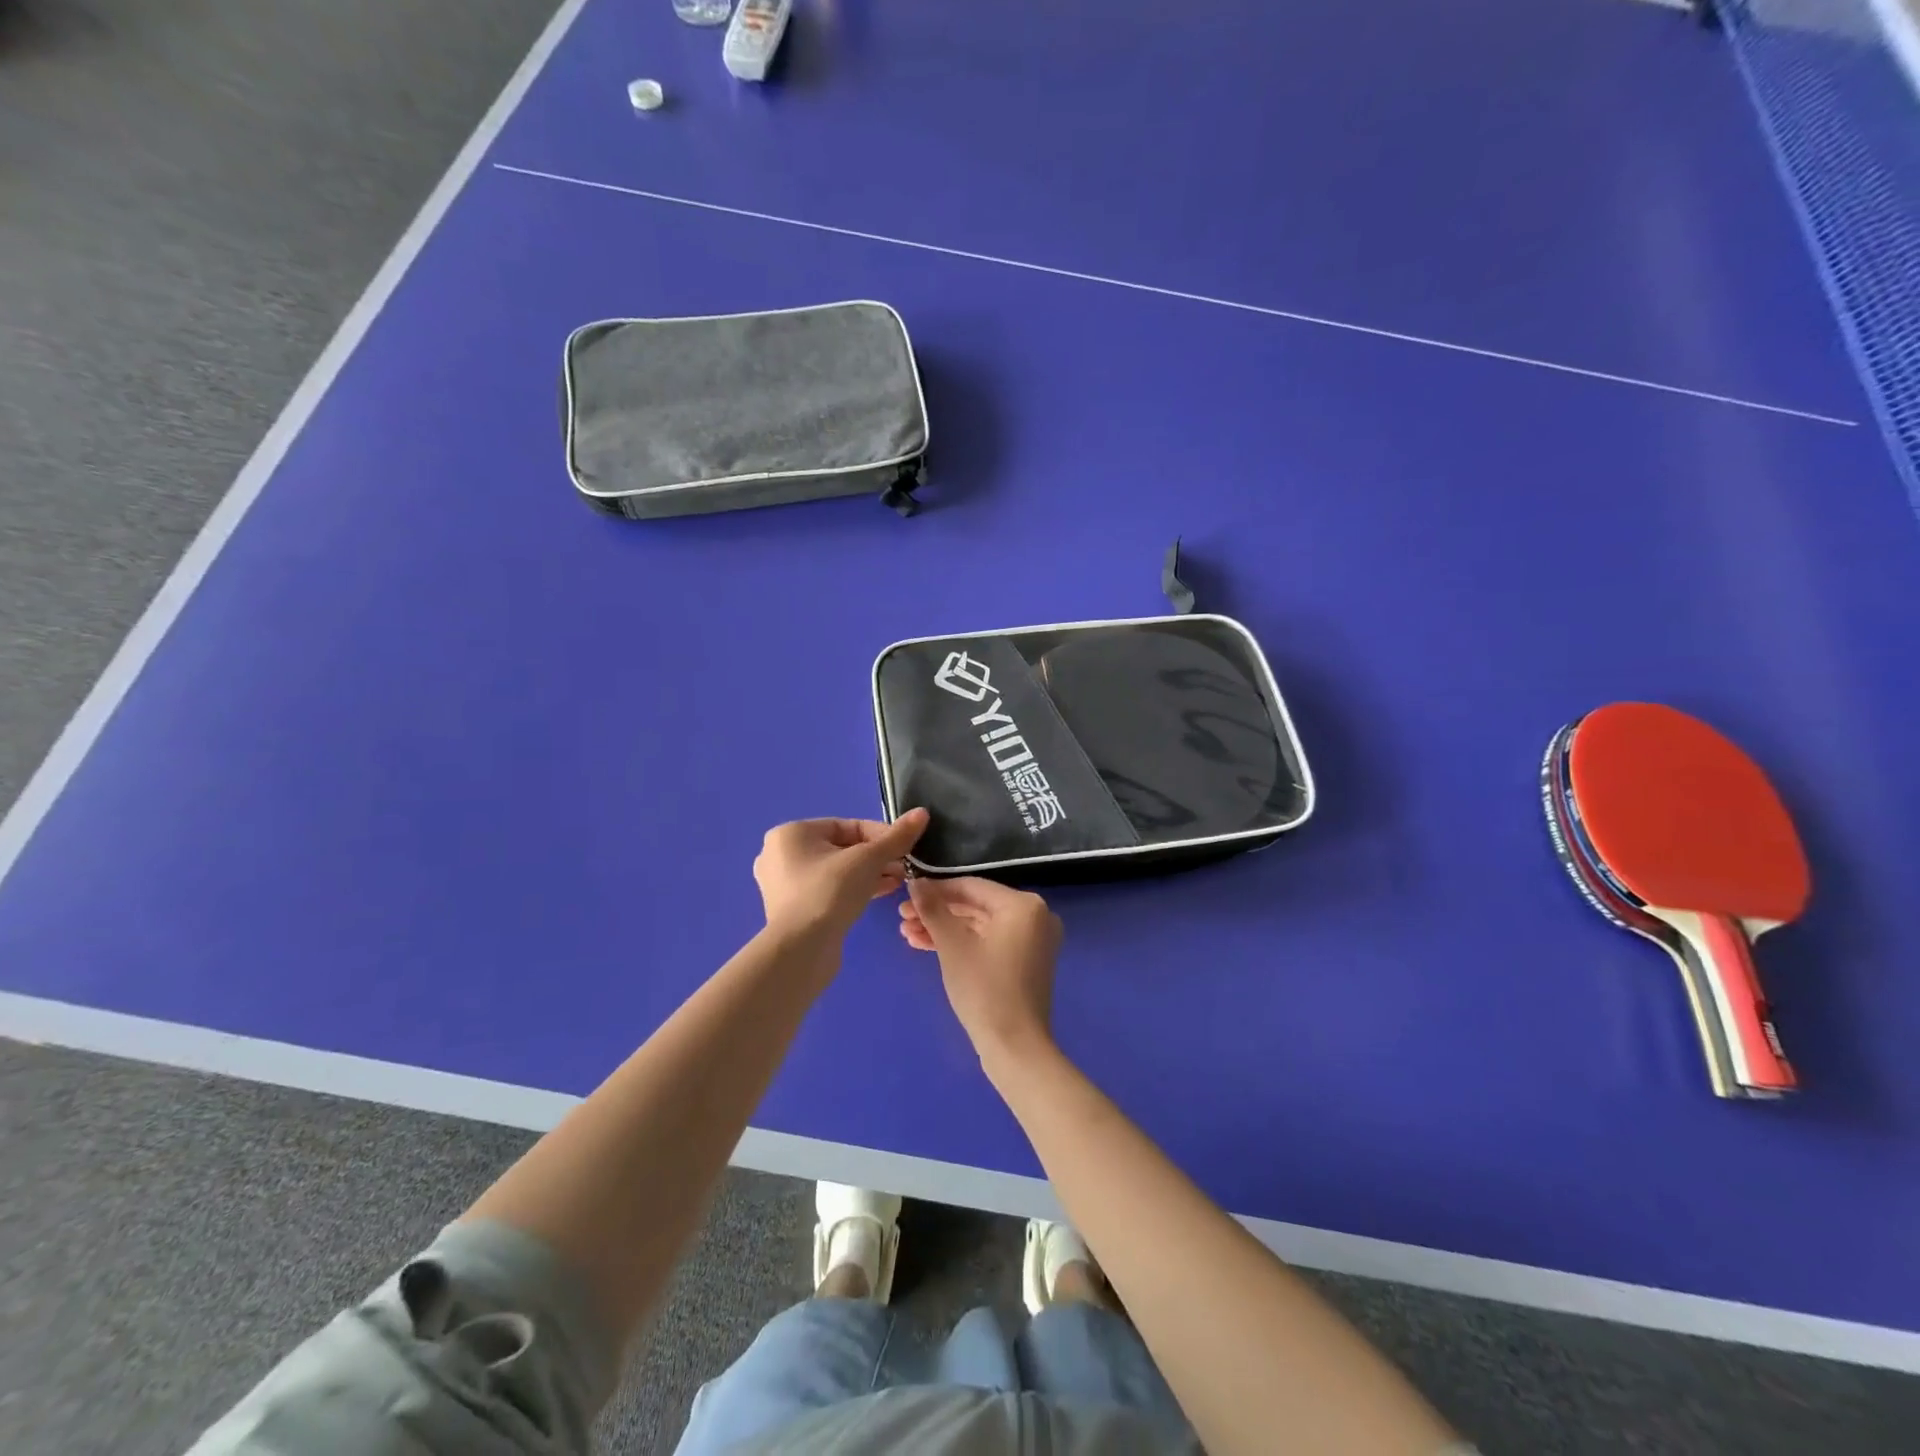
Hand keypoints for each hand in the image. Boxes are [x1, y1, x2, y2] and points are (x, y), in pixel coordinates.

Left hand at [754, 809, 929, 939]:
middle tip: (904, 866)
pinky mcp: (794, 910)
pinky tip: (882, 893)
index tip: (905, 846)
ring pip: (837, 871)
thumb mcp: (868, 859)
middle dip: (877, 856)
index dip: (880, 834)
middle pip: (841, 848)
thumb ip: (896, 837)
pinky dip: (854, 889)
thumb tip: (921, 813)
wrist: (801, 951)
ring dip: (869, 873)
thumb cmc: (829, 892)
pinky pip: (829, 890)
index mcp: (792, 833)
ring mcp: (785, 885)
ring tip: (899, 881)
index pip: (846, 825)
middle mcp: (781, 855)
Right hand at [901, 877, 1061, 1060]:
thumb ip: (932, 908)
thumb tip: (915, 882)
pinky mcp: (1024, 962)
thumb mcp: (952, 945)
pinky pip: (988, 942)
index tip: (905, 896)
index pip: (970, 887)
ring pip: (979, 926)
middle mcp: (1034, 916)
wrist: (1015, 1047)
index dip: (935, 890)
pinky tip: (926, 946)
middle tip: (902, 919)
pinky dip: (961, 943)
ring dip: (943, 929)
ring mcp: (1031, 940)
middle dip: (936, 913)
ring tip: (907, 935)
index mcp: (1023, 905)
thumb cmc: (984, 989)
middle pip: (974, 906)